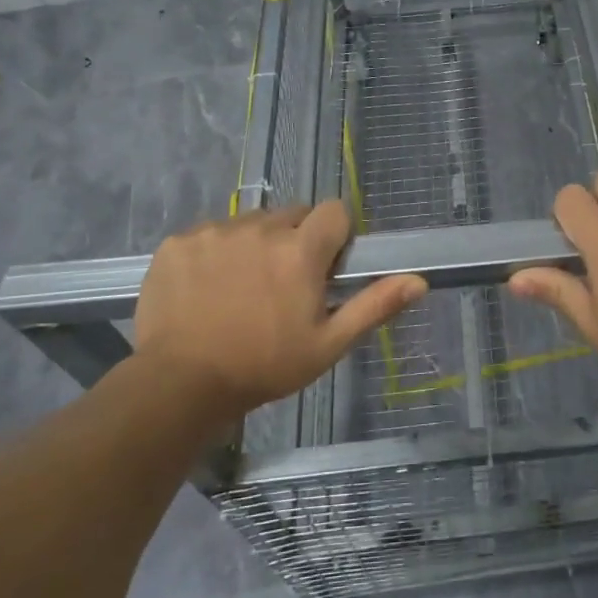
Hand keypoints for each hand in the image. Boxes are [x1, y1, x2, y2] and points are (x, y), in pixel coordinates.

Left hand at [133, 202, 425, 416]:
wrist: (178, 386)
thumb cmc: (263, 367)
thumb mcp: (327, 345)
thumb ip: (374, 306)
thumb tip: (419, 281)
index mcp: (301, 250)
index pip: (334, 211)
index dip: (335, 236)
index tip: (324, 268)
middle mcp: (260, 228)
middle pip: (292, 215)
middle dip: (296, 240)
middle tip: (283, 285)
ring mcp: (215, 232)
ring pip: (250, 223)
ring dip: (256, 244)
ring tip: (241, 289)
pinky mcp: (178, 242)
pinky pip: (210, 233)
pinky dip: (215, 252)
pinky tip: (206, 288)